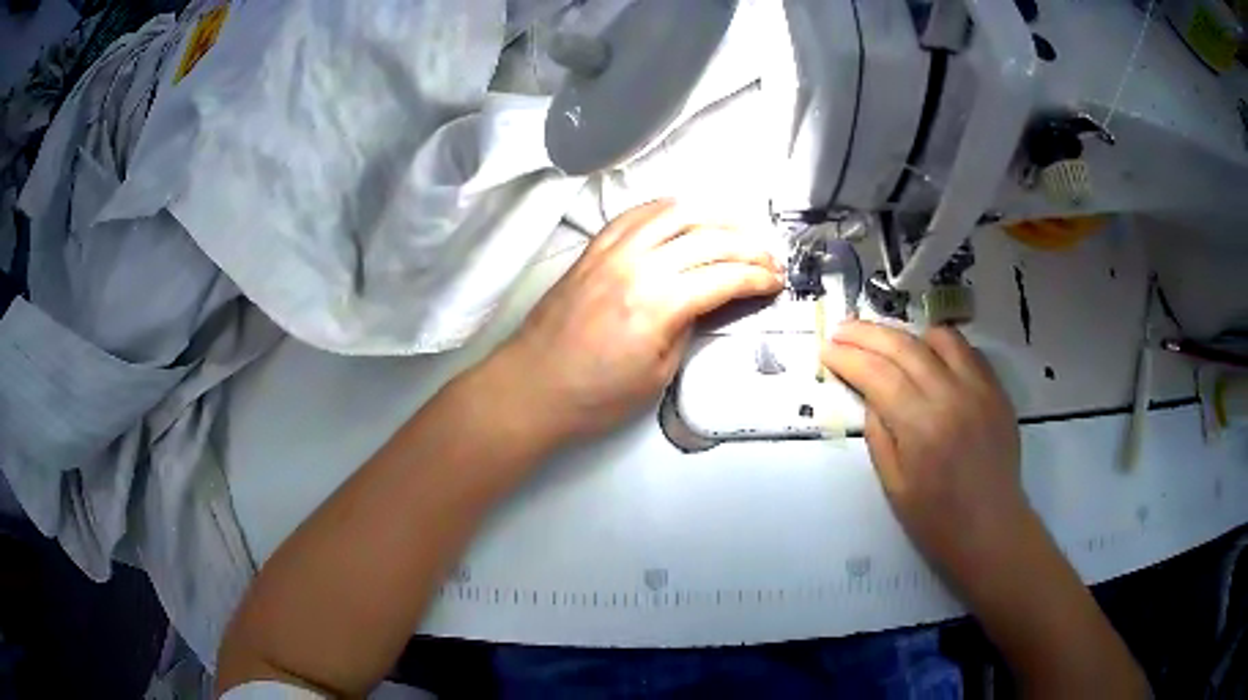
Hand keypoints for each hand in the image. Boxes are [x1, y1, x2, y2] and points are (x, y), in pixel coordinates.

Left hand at [503, 199, 783, 442]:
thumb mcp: (658, 374)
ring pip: (674, 213)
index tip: (777, 282)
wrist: (533, 386)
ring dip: (714, 217)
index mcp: (658, 304)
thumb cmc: (596, 396)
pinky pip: (636, 214)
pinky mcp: (593, 248)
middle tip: (770, 258)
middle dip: (748, 245)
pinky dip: (668, 209)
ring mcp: (612, 250)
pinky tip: (685, 215)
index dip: (757, 278)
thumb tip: (707, 301)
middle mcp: (638, 265)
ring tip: (739, 228)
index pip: (723, 277)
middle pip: (707, 239)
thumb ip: (688, 328)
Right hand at [821, 321, 1027, 591]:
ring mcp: (980, 389)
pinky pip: (968, 351)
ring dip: (908, 335)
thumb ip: (878, 434)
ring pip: (940, 338)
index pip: (877, 374)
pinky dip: (943, 347)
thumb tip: (869, 395)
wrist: (992, 530)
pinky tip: (929, 358)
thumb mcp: (894, 486)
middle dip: (867, 334)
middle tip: (843, 331)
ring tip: (888, 345)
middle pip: (904, 346)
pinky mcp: (998, 391)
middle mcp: (952, 396)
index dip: (848, 357)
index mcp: (922, 426)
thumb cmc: (937, 521)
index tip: (826, 349)